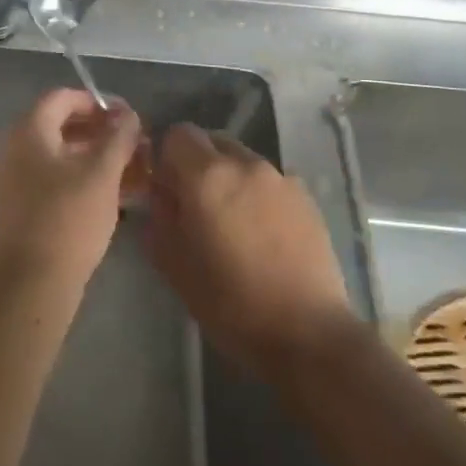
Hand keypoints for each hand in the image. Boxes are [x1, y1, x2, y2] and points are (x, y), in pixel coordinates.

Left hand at [0, 89, 144, 291]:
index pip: (63, 97)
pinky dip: (87, 182)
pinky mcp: (24, 209)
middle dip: (104, 133)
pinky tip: (121, 196)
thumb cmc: (66, 219)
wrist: (28, 285)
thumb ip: (118, 138)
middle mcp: (16, 149)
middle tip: (139, 145)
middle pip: (64, 127)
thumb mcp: (101, 174)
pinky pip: (58, 182)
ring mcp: (17, 181)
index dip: (98, 102)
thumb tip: (128, 115)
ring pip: (64, 158)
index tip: (130, 117)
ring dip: (100, 160)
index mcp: (28, 130)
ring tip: (138, 172)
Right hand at [145, 125, 354, 378]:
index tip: (166, 189)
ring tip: (232, 224)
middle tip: (195, 206)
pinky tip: (262, 235)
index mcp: (207, 175)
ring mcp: (281, 178)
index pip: (177, 134)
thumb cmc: (229, 301)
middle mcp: (245, 164)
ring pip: (242, 161)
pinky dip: (257, 195)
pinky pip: (269, 182)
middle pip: (212, 141)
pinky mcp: (306, 198)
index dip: (166, 157)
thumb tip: (161, 192)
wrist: (306, 332)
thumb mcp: (172, 263)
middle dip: (197, 165)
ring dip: (229, 179)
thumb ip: (159, 215)